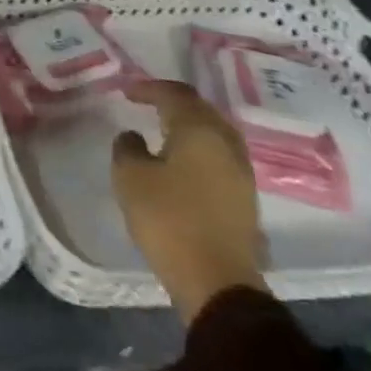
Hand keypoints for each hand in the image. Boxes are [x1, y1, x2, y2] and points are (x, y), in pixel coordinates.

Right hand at [111, 79, 268, 323]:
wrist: (217, 282)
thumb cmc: (168, 218)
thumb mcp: (130, 177)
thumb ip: (127, 147)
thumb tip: (134, 136)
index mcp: (199, 131)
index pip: (176, 94)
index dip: (149, 88)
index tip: (126, 92)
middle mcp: (226, 145)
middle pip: (202, 111)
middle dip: (174, 103)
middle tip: (147, 104)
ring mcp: (241, 173)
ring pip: (215, 134)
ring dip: (190, 127)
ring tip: (164, 130)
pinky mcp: (244, 199)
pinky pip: (220, 157)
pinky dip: (199, 149)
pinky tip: (182, 161)